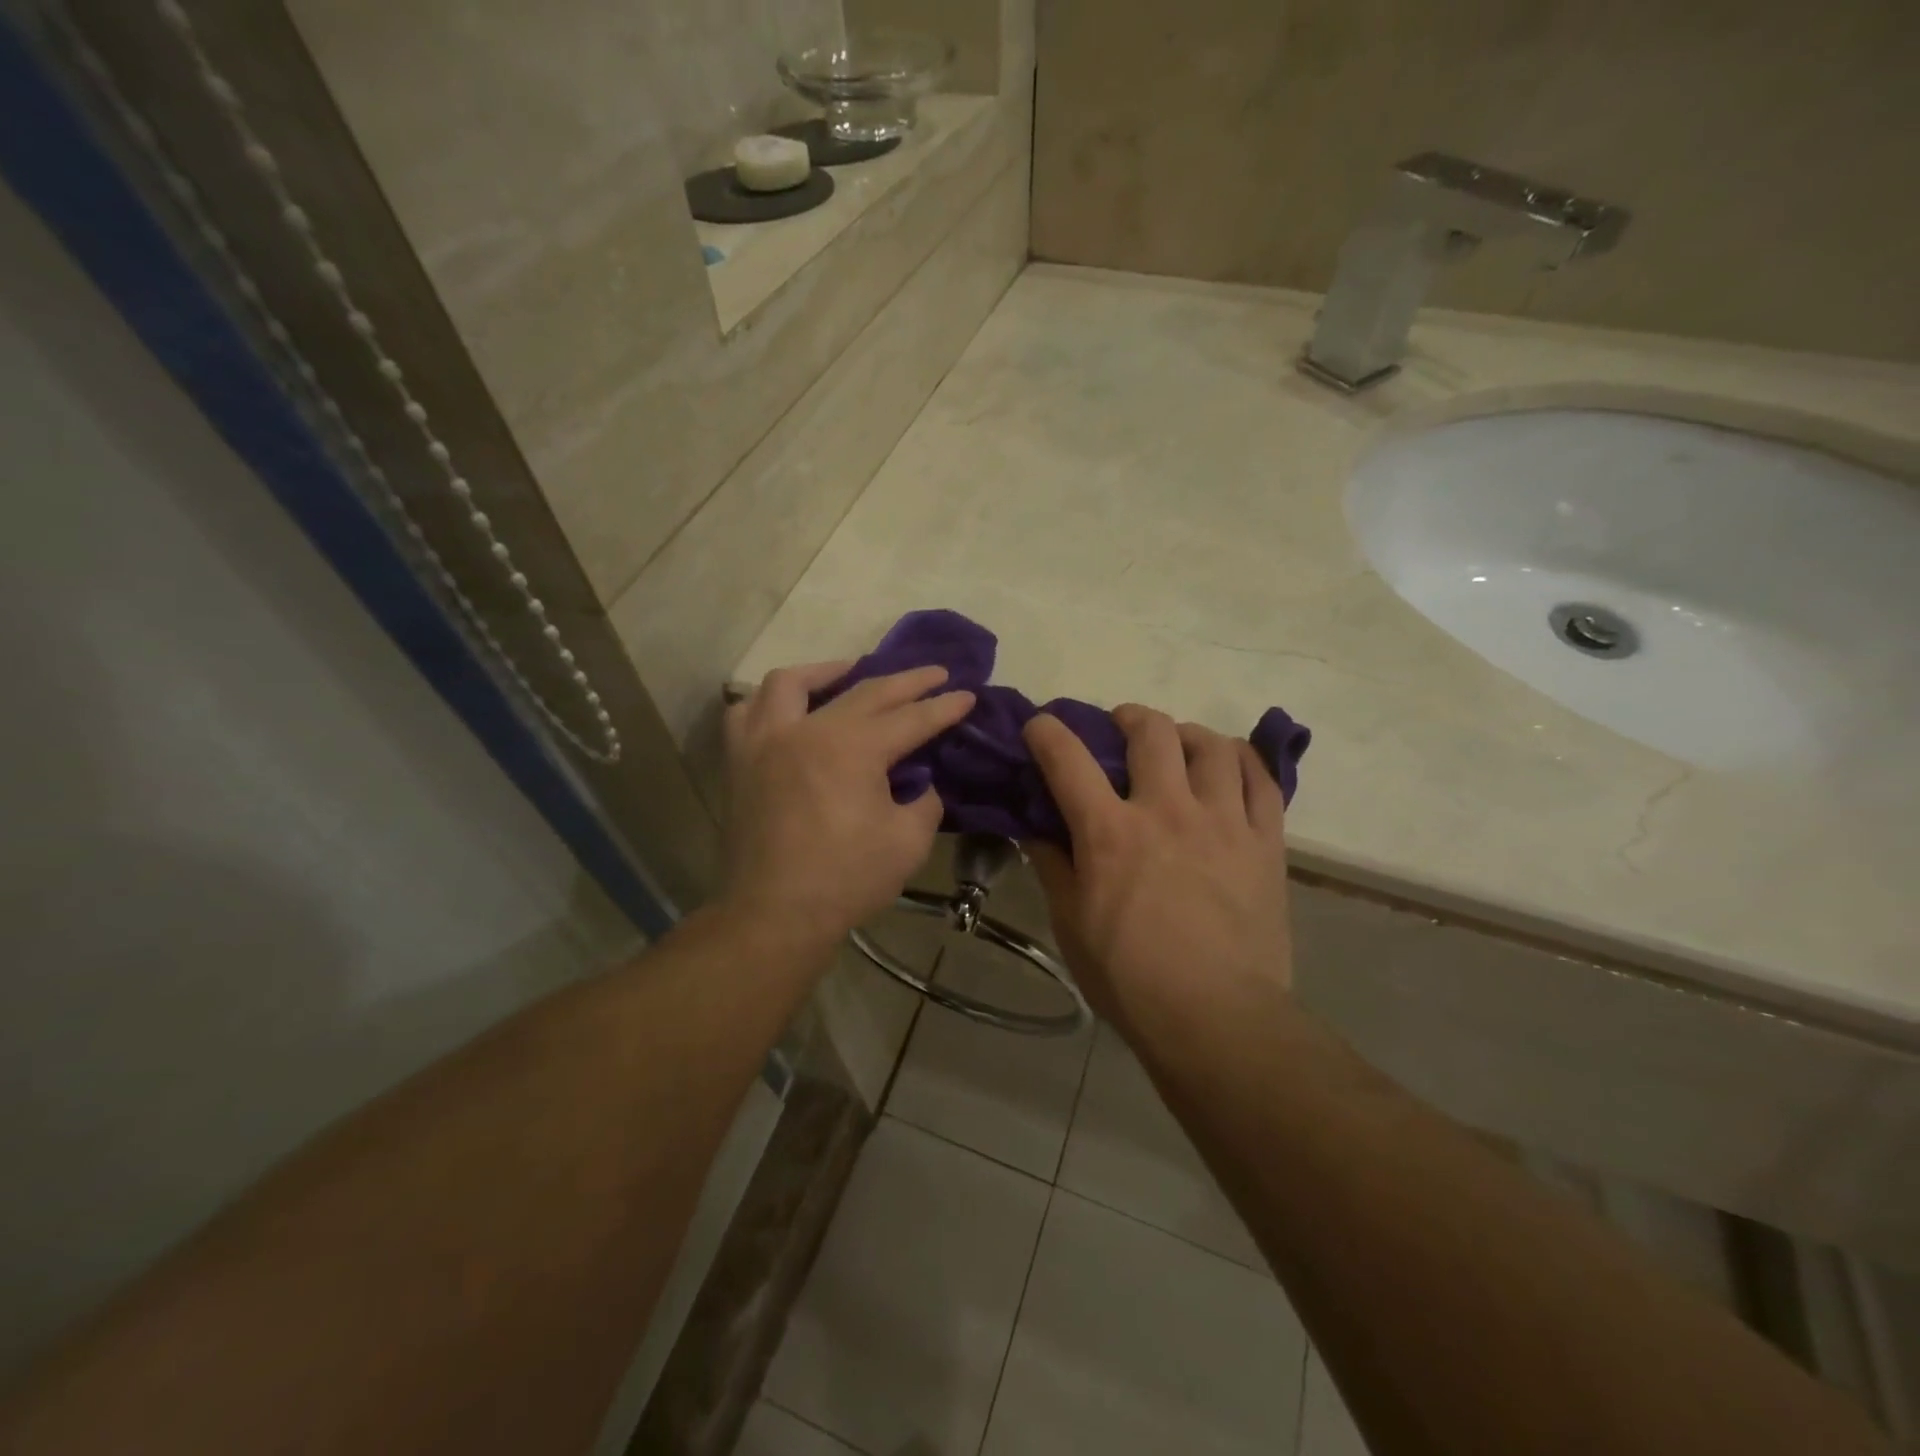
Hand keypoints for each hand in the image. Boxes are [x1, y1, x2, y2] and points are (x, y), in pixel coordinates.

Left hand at [721, 661, 974, 949]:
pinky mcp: (740, 761)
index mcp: (852, 748)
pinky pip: (747, 712)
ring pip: (792, 683)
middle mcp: (807, 730)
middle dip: (906, 681)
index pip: (910, 718)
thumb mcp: (907, 842)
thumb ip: (924, 802)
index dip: (943, 707)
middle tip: (934, 673)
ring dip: (827, 672)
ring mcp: (766, 741)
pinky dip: (769, 702)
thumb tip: (920, 784)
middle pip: (865, 691)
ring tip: (851, 674)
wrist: (774, 914)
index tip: (967, 695)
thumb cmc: (846, 880)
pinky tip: (789, 710)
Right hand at [1022, 705, 1291, 1031]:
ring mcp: (1222, 821)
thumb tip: (1035, 829)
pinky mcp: (1265, 842)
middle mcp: (1166, 810)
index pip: (1067, 760)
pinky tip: (1230, 763)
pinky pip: (1262, 780)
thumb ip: (1052, 866)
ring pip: (1211, 745)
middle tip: (1121, 729)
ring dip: (1187, 734)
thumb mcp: (1071, 923)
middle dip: (1128, 717)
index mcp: (1110, 831)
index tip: (1040, 725)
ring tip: (1179, 745)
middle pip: (1150, 732)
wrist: (1215, 1017)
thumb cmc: (1129, 976)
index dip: (1047, 732)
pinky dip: (1243, 760)